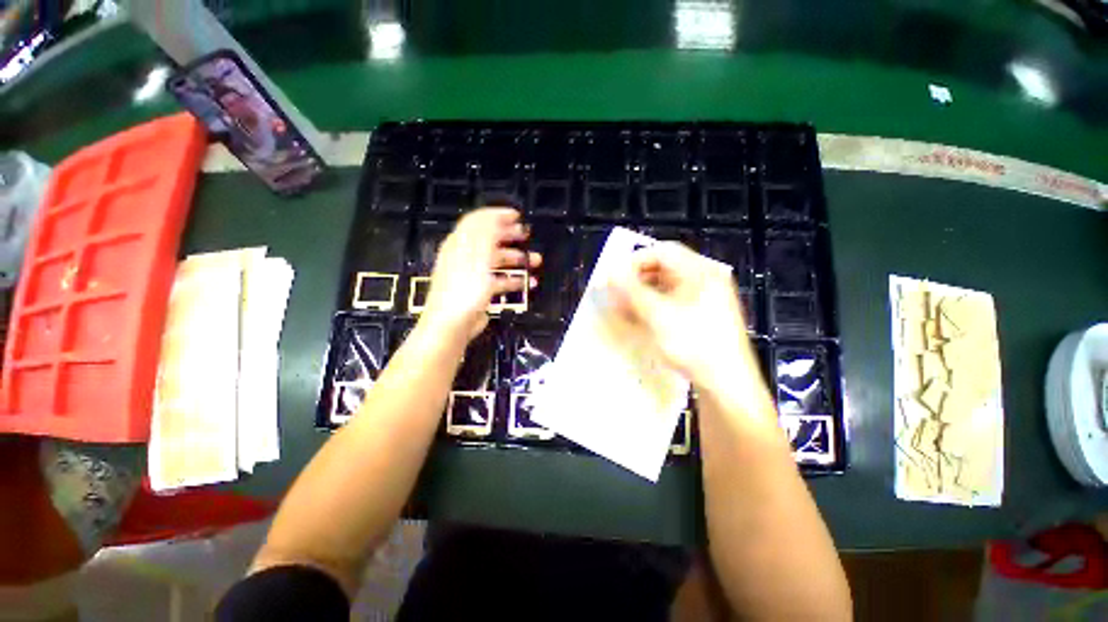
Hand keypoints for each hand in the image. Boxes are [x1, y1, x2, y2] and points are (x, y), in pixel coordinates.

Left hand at [422, 208, 540, 340]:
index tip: (517, 215)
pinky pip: (499, 280)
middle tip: (526, 234)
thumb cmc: (464, 290)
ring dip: (516, 259)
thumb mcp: (477, 258)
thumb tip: (495, 217)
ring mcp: (473, 275)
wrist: (452, 326)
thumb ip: (486, 236)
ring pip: (497, 261)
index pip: (477, 222)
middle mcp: (465, 257)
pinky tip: (527, 284)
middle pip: (488, 239)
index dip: (496, 215)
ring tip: (535, 261)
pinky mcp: (479, 292)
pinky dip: (513, 280)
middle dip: (509, 235)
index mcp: (460, 245)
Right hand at [606, 242, 762, 396]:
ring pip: (665, 286)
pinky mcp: (701, 315)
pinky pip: (672, 302)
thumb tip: (610, 272)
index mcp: (700, 271)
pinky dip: (652, 306)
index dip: (634, 260)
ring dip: (641, 294)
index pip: (662, 251)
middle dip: (636, 279)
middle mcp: (704, 279)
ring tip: (622, 308)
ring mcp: (704, 298)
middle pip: (664, 268)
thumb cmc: (693, 344)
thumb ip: (631, 291)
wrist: (727, 384)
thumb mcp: (658, 315)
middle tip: (616, 293)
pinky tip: (637, 318)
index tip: (614, 276)